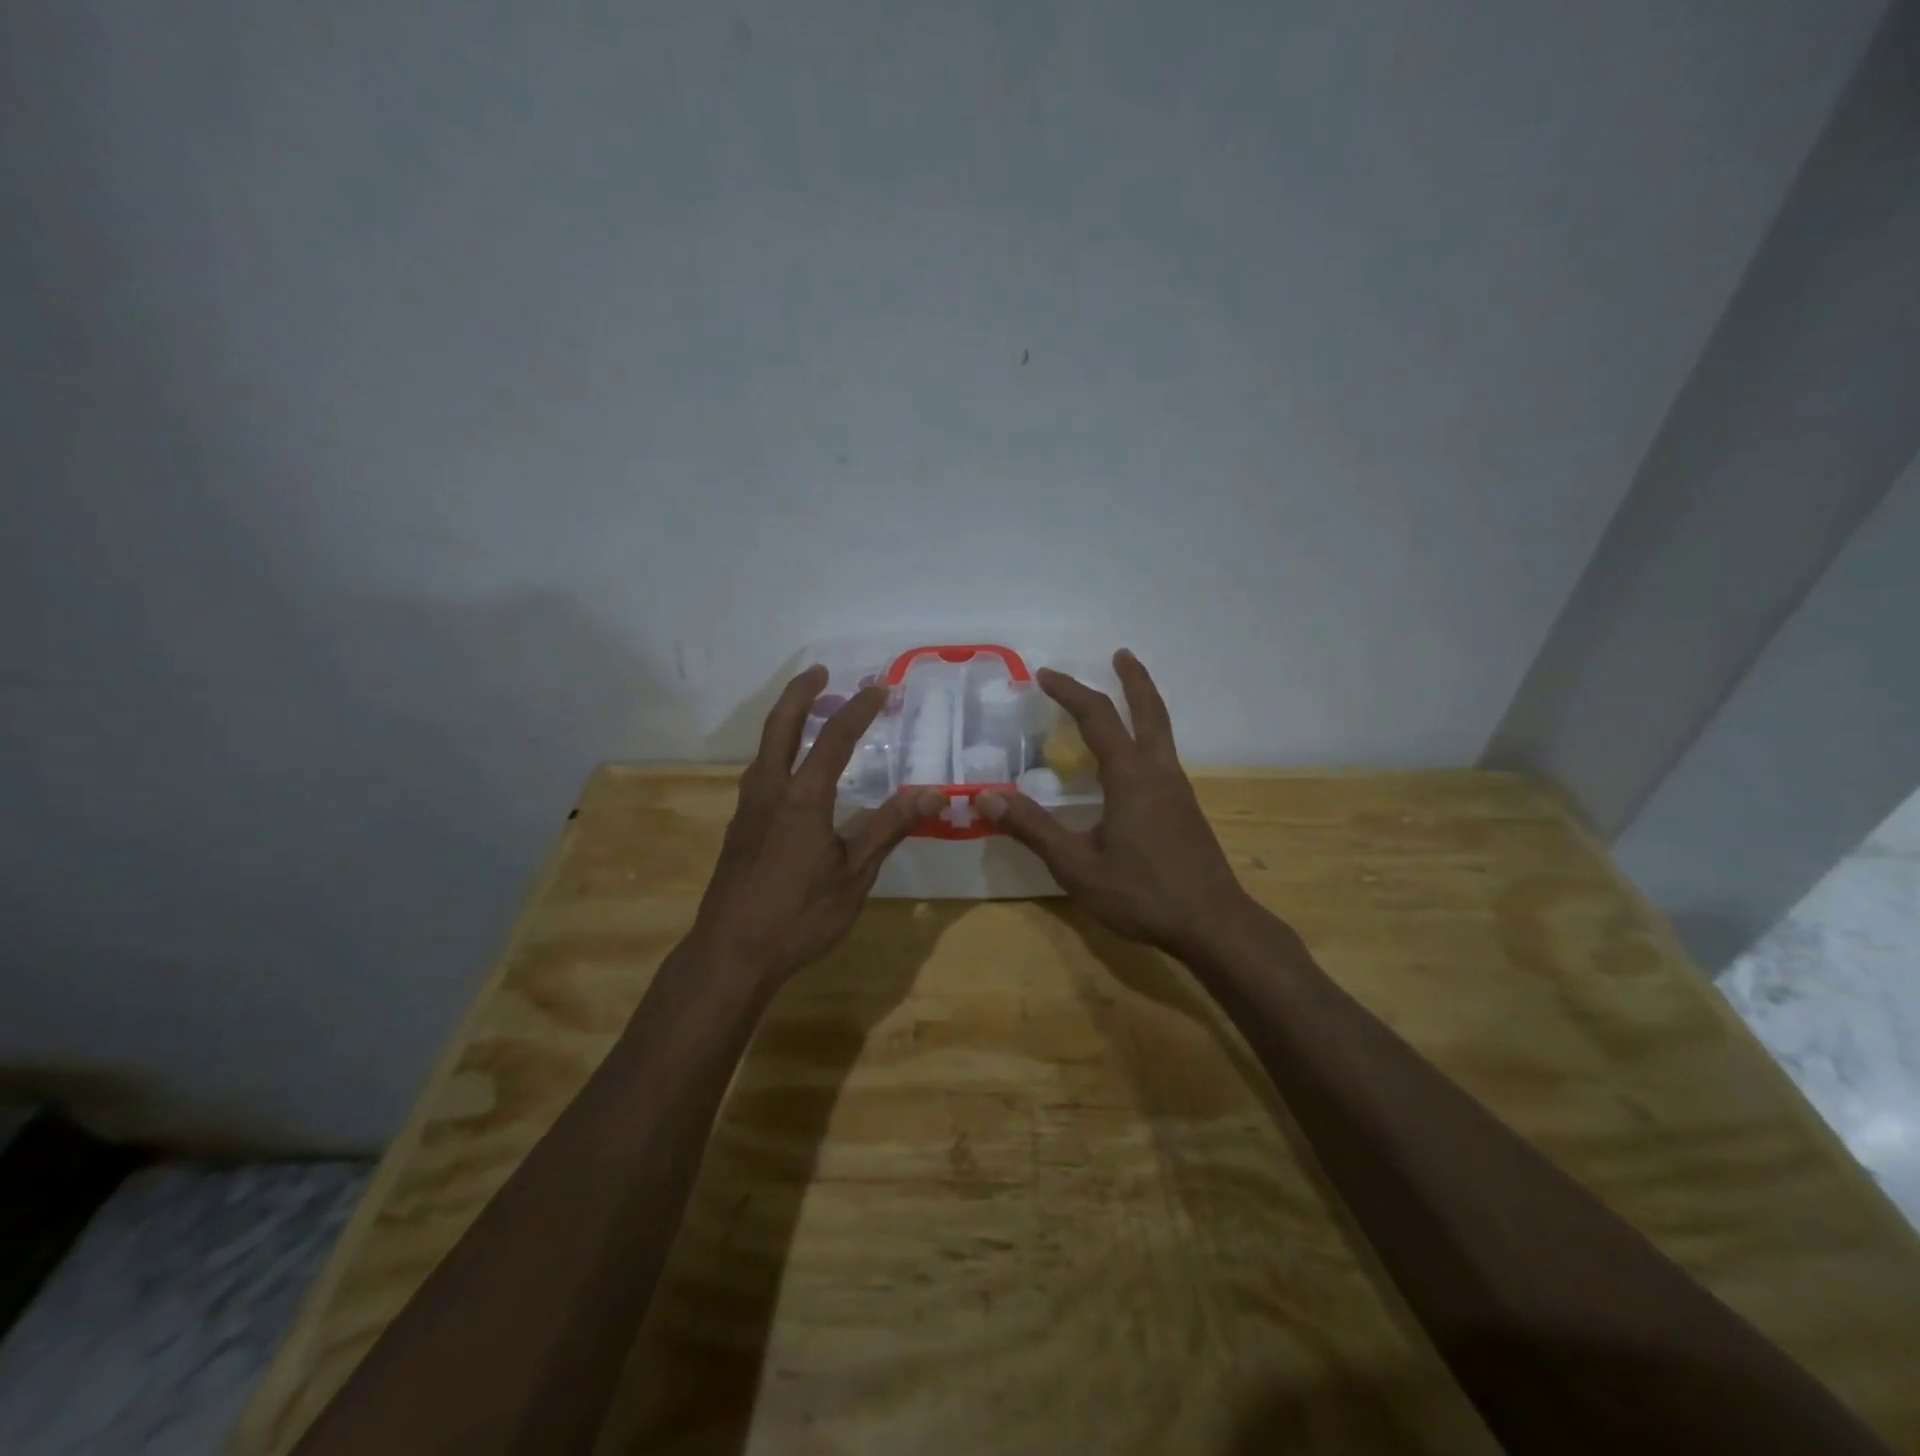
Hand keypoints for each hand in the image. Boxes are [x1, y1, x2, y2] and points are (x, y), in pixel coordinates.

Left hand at [695, 667, 944, 984]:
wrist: (731, 953)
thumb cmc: (800, 915)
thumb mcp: (855, 874)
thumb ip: (890, 828)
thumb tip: (933, 792)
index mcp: (803, 797)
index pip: (834, 738)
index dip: (858, 709)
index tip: (878, 688)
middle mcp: (770, 790)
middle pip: (780, 726)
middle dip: (800, 693)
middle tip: (819, 671)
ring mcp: (748, 809)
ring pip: (764, 749)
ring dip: (785, 721)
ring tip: (807, 714)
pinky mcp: (738, 829)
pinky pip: (758, 773)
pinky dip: (776, 752)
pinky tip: (788, 773)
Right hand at [980, 650, 1260, 959]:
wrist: (1213, 925)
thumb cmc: (1142, 893)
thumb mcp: (1076, 865)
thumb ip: (1032, 828)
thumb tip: (985, 797)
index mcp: (1131, 776)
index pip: (1096, 717)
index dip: (1069, 692)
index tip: (1044, 674)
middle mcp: (1159, 772)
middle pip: (1148, 711)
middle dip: (1133, 679)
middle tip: (1121, 654)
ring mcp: (1178, 790)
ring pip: (1161, 733)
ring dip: (1143, 705)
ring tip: (1126, 696)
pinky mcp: (1186, 810)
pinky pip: (1163, 756)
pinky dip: (1147, 737)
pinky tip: (1133, 763)